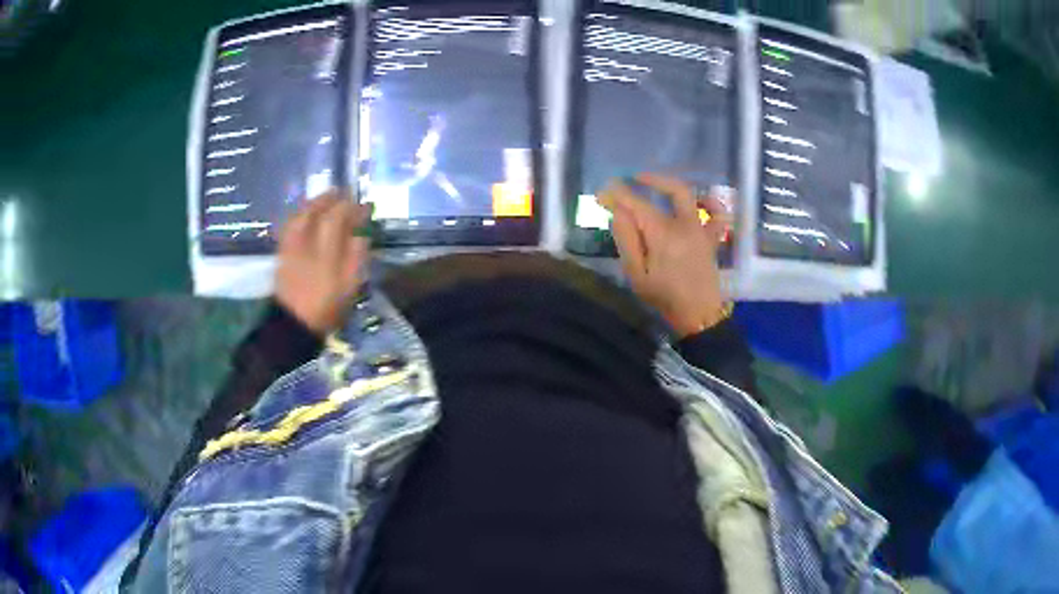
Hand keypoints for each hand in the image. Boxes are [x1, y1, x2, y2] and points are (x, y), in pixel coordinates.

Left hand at [276, 190, 370, 334]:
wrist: (292, 326)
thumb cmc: (325, 309)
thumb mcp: (349, 288)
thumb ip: (356, 259)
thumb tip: (361, 236)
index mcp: (326, 252)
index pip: (337, 218)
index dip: (352, 208)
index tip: (365, 205)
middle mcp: (306, 243)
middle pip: (316, 211)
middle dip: (330, 199)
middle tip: (343, 194)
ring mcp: (291, 247)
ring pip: (300, 215)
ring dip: (313, 203)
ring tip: (324, 199)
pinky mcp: (281, 252)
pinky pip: (289, 226)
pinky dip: (299, 215)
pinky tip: (305, 215)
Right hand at [600, 173, 731, 337]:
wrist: (698, 315)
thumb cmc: (664, 297)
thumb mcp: (636, 274)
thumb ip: (627, 240)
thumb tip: (619, 212)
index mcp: (664, 234)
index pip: (638, 204)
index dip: (619, 195)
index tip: (603, 194)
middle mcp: (686, 225)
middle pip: (673, 189)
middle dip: (651, 179)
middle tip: (632, 179)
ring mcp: (702, 229)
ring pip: (693, 196)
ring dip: (674, 186)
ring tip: (659, 185)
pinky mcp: (711, 238)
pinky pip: (717, 214)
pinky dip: (710, 202)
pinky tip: (699, 200)